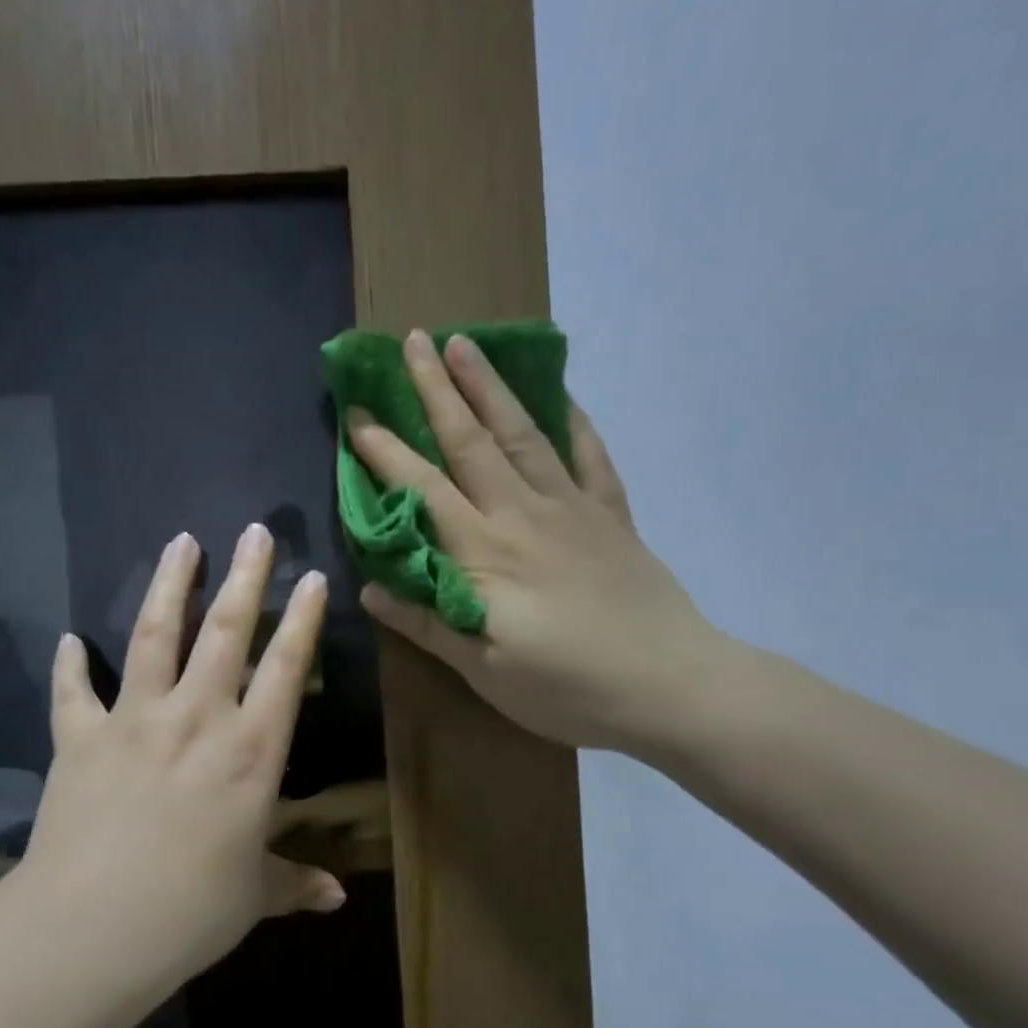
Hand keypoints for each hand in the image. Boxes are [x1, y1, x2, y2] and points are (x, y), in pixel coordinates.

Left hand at [21, 525, 342, 981]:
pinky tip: (69, 639)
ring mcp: (134, 721)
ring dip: (169, 585)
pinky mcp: (80, 738)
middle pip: (225, 631)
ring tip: (182, 541)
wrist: (92, 928)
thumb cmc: (191, 912)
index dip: (302, 620)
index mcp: (251, 752)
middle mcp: (197, 719)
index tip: (312, 576)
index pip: (286, 669)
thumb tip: (338, 898)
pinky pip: (73, 692)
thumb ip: (296, 883)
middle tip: (254, 530)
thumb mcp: (255, 897)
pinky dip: (70, 664)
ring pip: (154, 636)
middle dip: (245, 576)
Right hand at [348, 329, 724, 759]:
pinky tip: (563, 398)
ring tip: (467, 343)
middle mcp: (522, 515)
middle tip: (412, 340)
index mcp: (483, 554)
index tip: (359, 414)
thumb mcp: (484, 671)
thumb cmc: (566, 687)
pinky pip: (591, 458)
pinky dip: (575, 424)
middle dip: (436, 390)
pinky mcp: (612, 517)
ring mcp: (572, 509)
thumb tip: (370, 590)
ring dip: (490, 387)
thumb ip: (427, 624)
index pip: (422, 489)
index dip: (387, 451)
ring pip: (523, 435)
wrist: (668, 686)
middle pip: (471, 442)